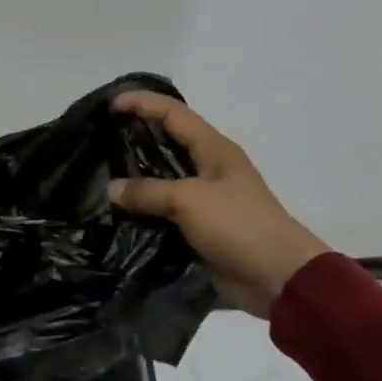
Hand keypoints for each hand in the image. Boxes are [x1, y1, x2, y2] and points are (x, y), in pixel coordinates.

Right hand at [108, 91, 329, 313]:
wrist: (278, 277)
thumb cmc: (238, 225)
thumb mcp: (188, 200)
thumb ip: (148, 192)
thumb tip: (112, 189)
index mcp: (214, 149)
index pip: (174, 113)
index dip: (143, 103)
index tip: (111, 104)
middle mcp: (210, 167)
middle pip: (169, 140)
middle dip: (138, 134)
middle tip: (103, 135)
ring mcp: (207, 198)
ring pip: (165, 176)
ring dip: (139, 173)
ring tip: (104, 170)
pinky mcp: (202, 226)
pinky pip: (167, 209)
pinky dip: (145, 207)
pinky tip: (120, 210)